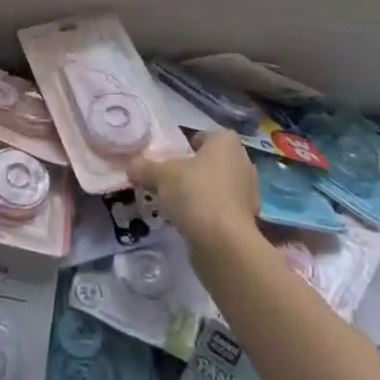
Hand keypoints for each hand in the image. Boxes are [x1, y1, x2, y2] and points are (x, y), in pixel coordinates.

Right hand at [130, 130, 260, 258]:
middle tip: (168, 180)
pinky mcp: (247, 221)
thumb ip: (144, 167)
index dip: (186, 144)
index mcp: (226, 143)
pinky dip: (207, 214)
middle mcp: (242, 163)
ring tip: (175, 204)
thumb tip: (131, 166)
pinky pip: (222, 210)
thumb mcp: (160, 176)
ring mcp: (248, 194)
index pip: (204, 136)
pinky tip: (188, 223)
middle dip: (192, 170)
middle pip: (211, 162)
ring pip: (217, 187)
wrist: (224, 243)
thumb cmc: (195, 193)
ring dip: (199, 193)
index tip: (168, 158)